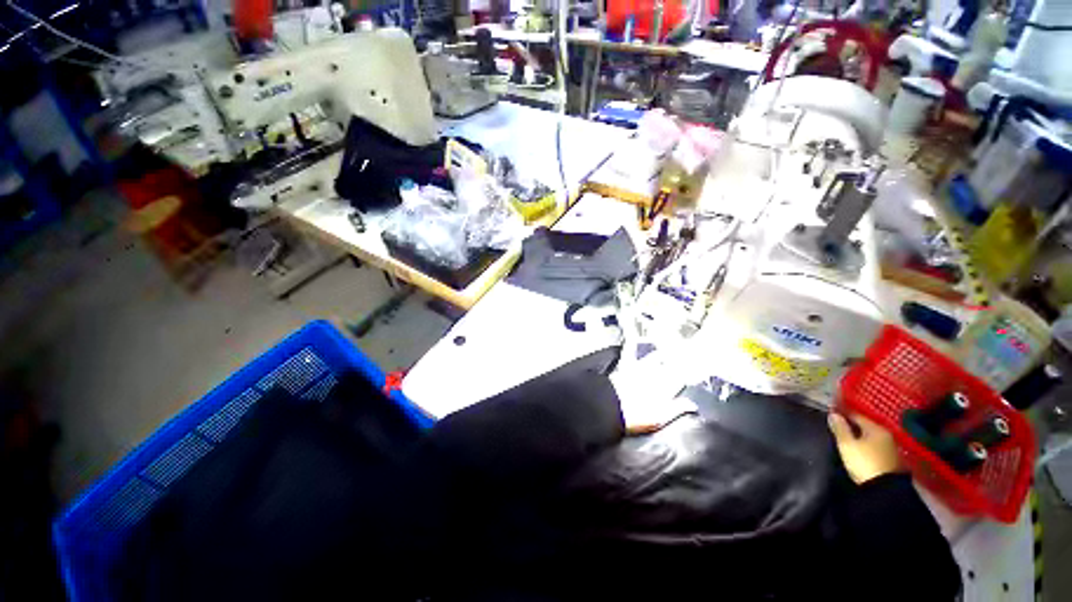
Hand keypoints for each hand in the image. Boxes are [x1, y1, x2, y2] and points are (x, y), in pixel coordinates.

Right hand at [828, 412, 901, 484]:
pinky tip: (861, 449)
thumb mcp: (847, 445)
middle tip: (840, 426)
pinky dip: (868, 446)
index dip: (844, 414)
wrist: (885, 489)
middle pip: (866, 426)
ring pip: (872, 438)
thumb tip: (833, 415)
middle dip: (854, 426)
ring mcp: (891, 448)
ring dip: (862, 437)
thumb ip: (840, 429)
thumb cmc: (864, 463)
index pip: (857, 416)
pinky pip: (876, 447)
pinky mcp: (893, 460)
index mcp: (876, 429)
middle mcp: (886, 435)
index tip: (833, 414)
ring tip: (849, 438)